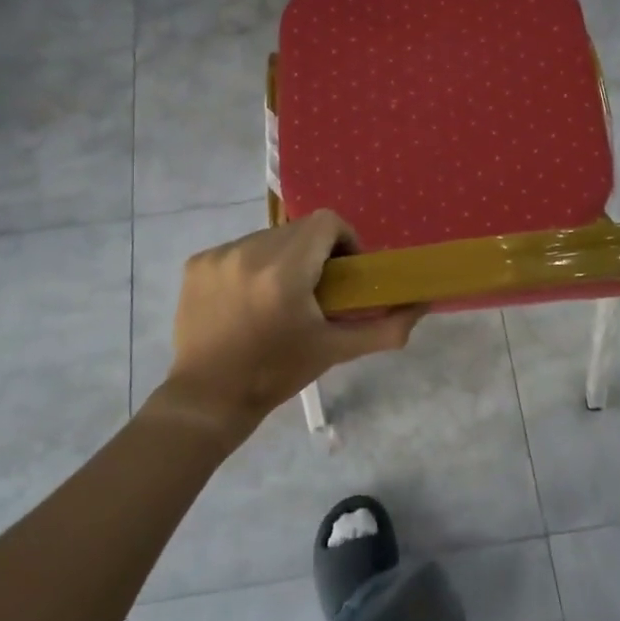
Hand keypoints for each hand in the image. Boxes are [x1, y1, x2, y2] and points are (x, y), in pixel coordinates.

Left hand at [160, 212, 424, 446]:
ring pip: (268, 238)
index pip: (326, 222)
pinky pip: (238, 250)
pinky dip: (251, 266)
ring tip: (281, 298)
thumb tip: (422, 305)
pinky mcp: (197, 264)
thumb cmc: (276, 374)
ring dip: (283, 258)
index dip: (344, 240)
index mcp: (284, 271)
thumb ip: (385, 327)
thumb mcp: (335, 351)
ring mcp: (218, 256)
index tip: (345, 271)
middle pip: (298, 230)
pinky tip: (249, 300)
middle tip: (317, 290)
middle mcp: (249, 253)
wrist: (208, 399)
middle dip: (314, 252)